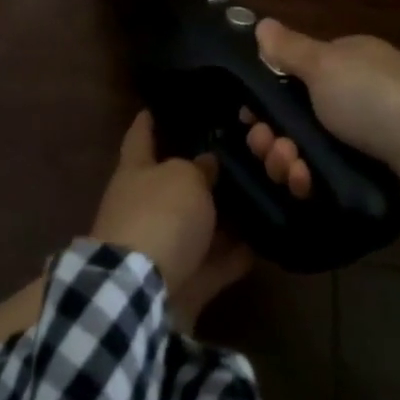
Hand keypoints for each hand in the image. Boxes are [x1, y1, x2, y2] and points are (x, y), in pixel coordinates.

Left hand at [90, 112, 251, 324]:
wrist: (143, 291)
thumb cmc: (159, 215)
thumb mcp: (184, 178)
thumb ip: (199, 168)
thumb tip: (206, 164)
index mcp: (135, 171)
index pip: (139, 137)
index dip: (146, 122)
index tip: (152, 108)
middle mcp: (144, 205)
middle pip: (173, 184)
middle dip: (199, 175)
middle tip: (234, 159)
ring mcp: (162, 246)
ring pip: (197, 226)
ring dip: (222, 218)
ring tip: (258, 200)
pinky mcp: (182, 281)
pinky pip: (213, 263)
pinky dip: (234, 256)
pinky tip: (263, 245)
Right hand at [249, 19, 399, 232]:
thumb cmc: (378, 99)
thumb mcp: (326, 64)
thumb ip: (288, 49)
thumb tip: (260, 23)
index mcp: (344, 67)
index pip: (290, 79)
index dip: (264, 97)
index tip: (247, 114)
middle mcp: (352, 103)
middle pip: (292, 121)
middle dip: (271, 135)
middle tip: (267, 145)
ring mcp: (361, 147)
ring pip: (304, 156)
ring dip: (286, 162)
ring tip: (291, 168)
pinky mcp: (369, 184)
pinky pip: (324, 186)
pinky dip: (309, 185)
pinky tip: (306, 185)